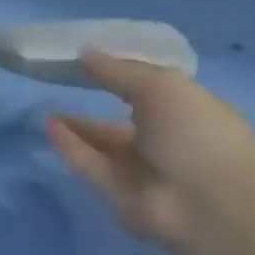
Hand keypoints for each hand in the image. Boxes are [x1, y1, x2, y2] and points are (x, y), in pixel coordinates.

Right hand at [46, 51, 254, 248]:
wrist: (208, 202)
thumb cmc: (196, 133)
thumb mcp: (160, 88)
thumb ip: (118, 72)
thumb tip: (83, 53)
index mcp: (186, 112)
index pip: (149, 92)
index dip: (120, 77)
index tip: (87, 62)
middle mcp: (164, 140)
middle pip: (121, 121)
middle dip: (93, 107)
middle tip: (59, 91)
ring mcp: (141, 170)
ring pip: (101, 145)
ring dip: (76, 128)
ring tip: (46, 110)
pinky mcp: (116, 193)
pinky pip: (89, 165)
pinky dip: (70, 146)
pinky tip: (50, 127)